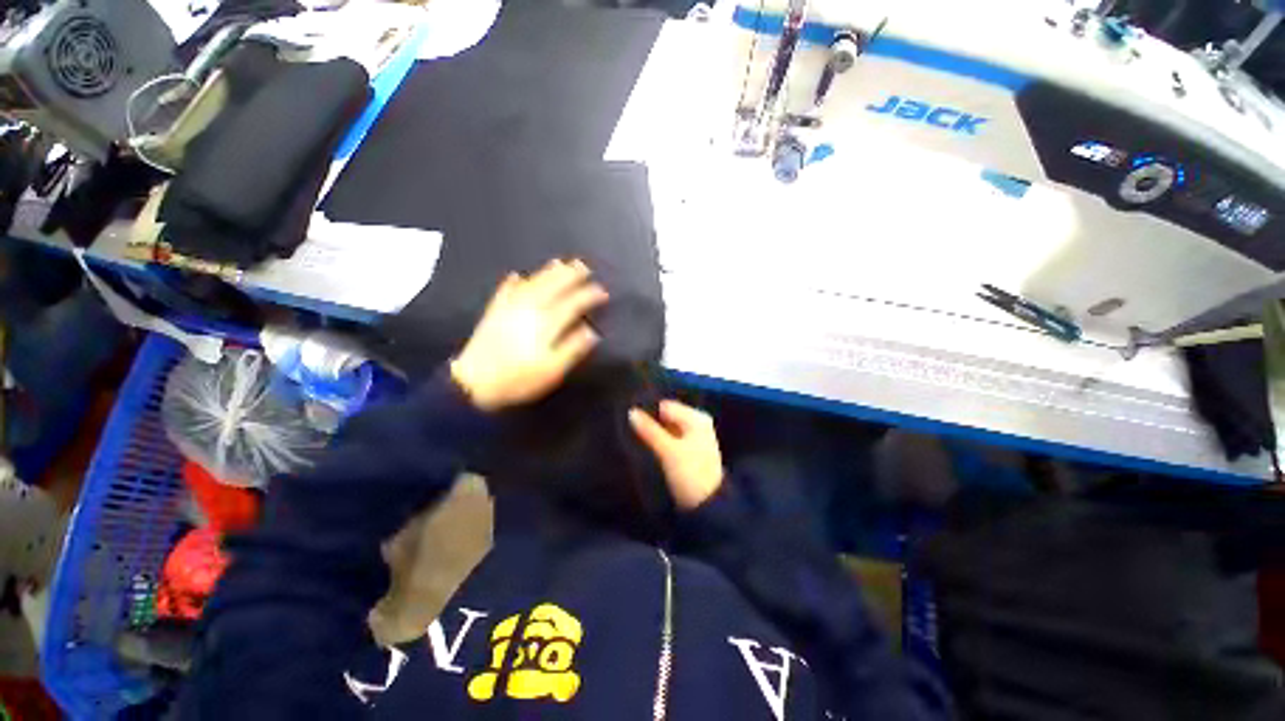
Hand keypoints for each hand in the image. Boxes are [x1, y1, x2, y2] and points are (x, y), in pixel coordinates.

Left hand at [451, 259, 607, 411]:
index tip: (602, 292)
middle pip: (552, 287)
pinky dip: (512, 283)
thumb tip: (591, 331)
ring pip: (532, 284)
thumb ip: (572, 349)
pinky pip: (505, 292)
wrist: (473, 383)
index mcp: (546, 324)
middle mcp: (529, 310)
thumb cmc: (518, 379)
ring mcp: (509, 309)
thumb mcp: (552, 370)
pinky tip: (516, 275)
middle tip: (583, 266)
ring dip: (546, 272)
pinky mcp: (494, 313)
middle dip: (569, 275)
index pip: (572, 304)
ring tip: (559, 263)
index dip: (588, 296)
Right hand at [629, 400, 724, 510]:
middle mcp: (696, 423)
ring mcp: (693, 438)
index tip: (628, 418)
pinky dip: (659, 442)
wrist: (708, 507)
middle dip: (650, 422)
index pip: (665, 405)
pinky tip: (644, 446)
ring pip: (667, 429)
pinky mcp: (688, 452)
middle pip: (667, 417)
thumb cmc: (690, 474)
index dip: (647, 411)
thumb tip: (631, 411)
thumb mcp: (668, 451)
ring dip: (653, 433)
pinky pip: (669, 440)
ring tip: (633, 436)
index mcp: (696, 418)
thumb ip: (650, 430)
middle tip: (628, 428)